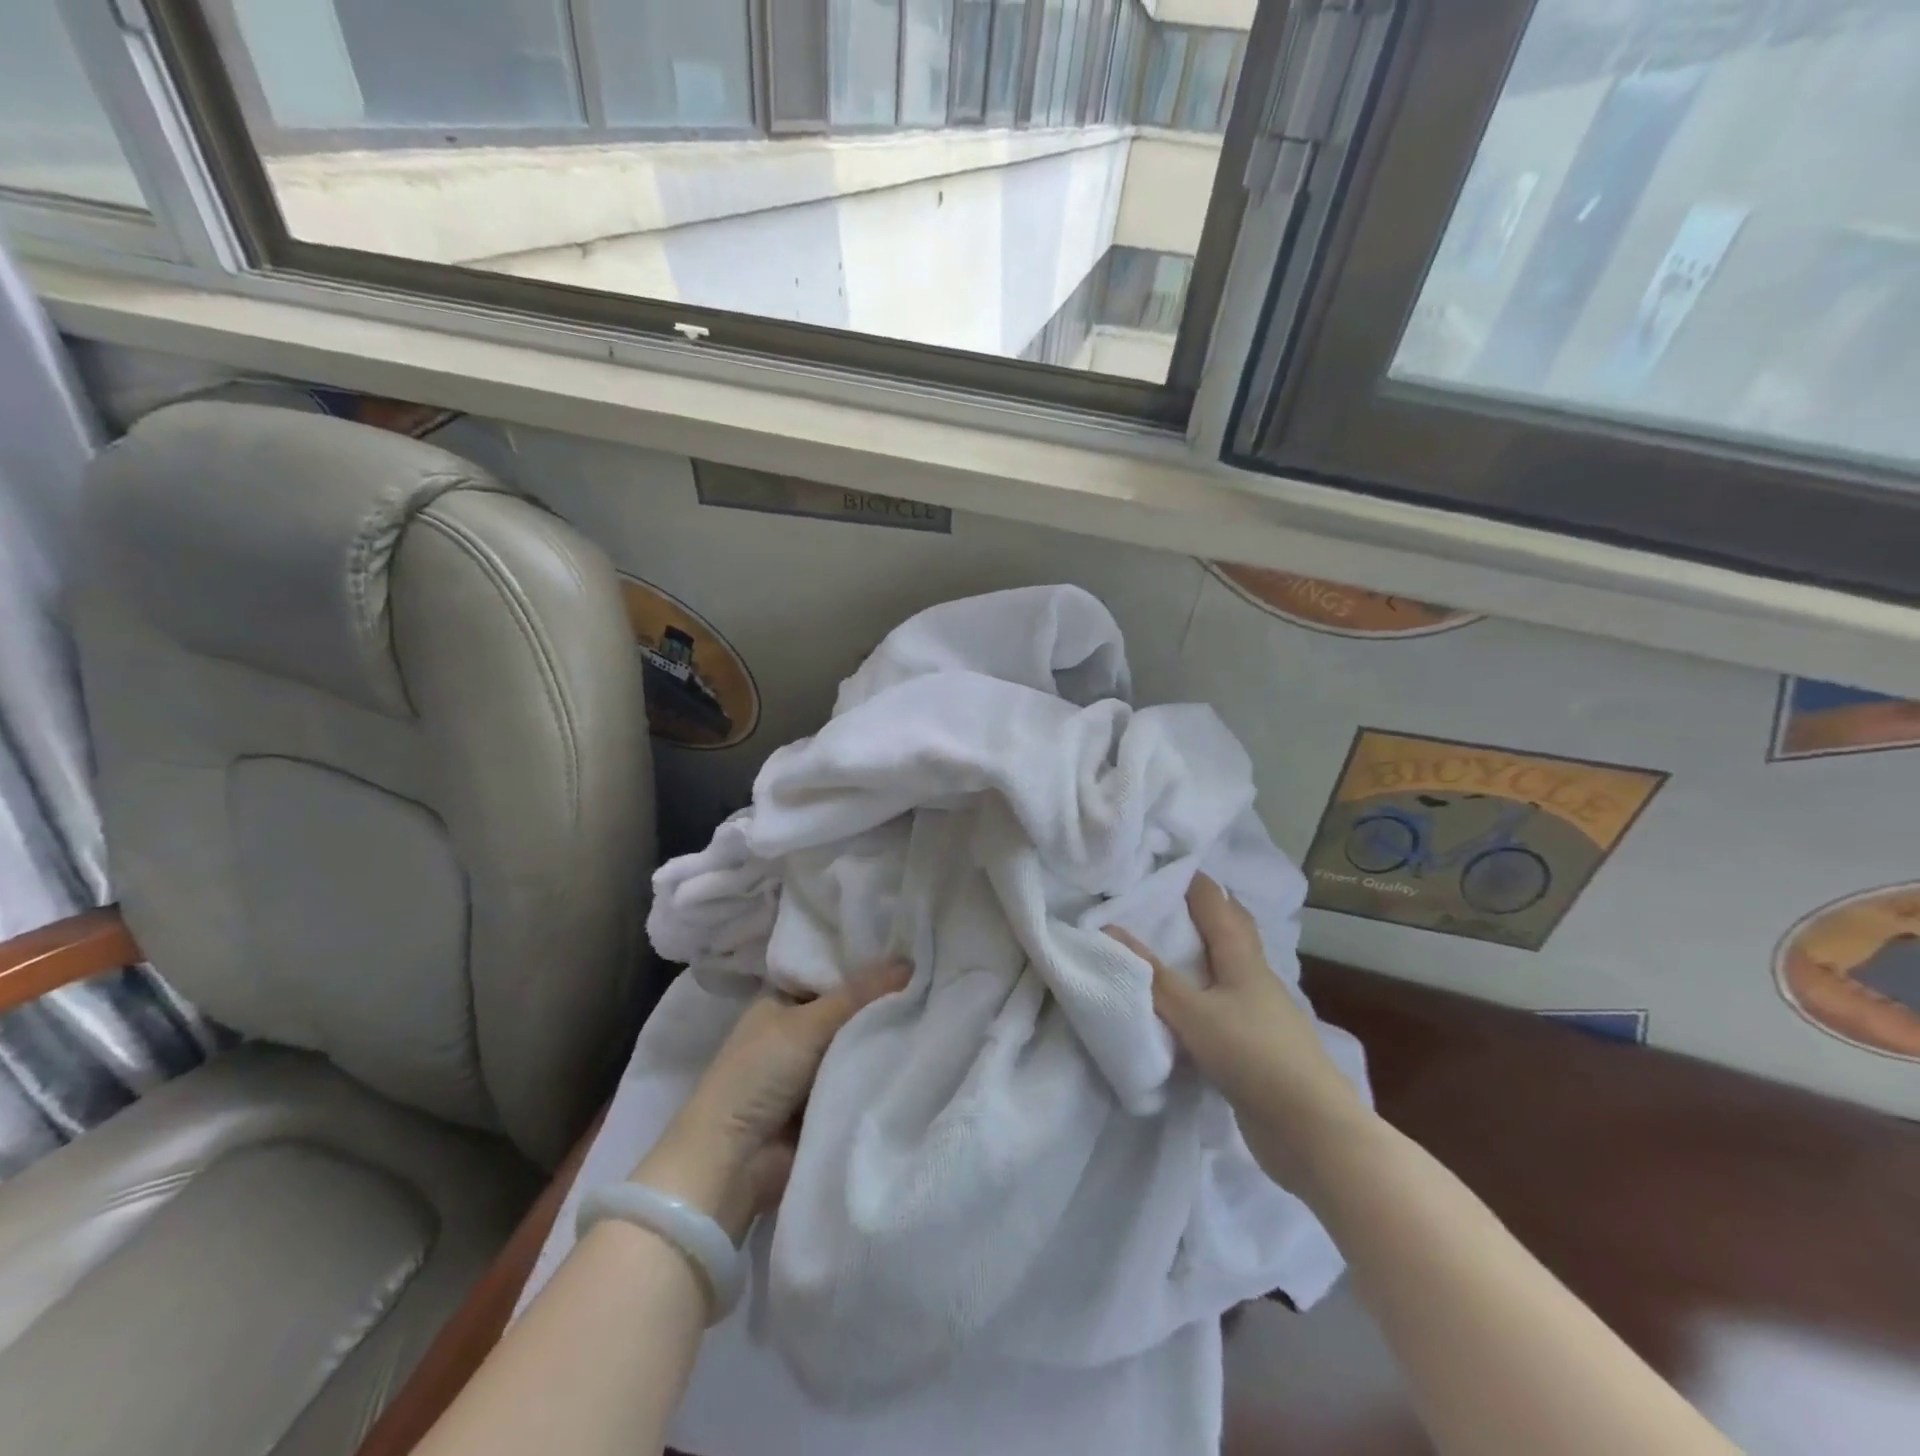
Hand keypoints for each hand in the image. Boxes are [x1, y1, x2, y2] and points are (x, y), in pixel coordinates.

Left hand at [633, 959, 910, 1241]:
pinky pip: (859, 1080)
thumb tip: (910, 961)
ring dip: (884, 1040)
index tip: (912, 956)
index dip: (866, 968)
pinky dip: (879, 1074)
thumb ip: (858, 995)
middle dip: (882, 1005)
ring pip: (857, 1046)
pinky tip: (919, 1057)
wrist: (732, 1163)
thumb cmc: (759, 1075)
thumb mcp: (808, 1024)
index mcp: (781, 1002)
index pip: (831, 975)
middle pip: (848, 1011)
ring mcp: (809, 1071)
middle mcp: (795, 1032)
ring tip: (936, 1020)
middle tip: (932, 988)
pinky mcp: (824, 1105)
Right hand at [1107, 875, 1371, 1188]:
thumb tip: (1108, 929)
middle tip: (1164, 897)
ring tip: (1167, 943)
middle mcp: (1254, 977)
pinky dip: (1203, 990)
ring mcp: (1260, 1012)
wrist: (1312, 1130)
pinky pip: (1223, 1003)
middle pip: (1231, 930)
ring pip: (1227, 967)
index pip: (1216, 904)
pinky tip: (1186, 1001)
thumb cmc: (1252, 1056)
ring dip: (1202, 951)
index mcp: (1242, 958)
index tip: (1162, 863)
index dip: (1193, 881)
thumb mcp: (1193, 1013)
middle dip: (1203, 909)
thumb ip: (1152, 975)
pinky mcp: (1257, 1045)